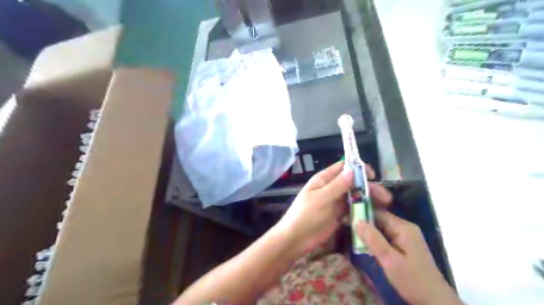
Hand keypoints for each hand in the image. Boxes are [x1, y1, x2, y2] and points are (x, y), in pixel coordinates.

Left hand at [276, 162, 391, 257]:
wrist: (296, 239)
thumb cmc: (305, 215)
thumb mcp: (321, 199)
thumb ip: (337, 185)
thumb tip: (353, 170)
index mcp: (323, 179)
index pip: (342, 167)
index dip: (358, 168)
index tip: (372, 175)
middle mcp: (331, 187)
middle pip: (352, 182)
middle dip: (367, 186)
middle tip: (383, 196)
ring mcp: (335, 201)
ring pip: (354, 195)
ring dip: (368, 197)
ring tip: (384, 204)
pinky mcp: (339, 214)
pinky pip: (353, 207)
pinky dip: (363, 208)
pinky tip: (375, 212)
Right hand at [358, 213, 462, 304]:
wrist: (435, 301)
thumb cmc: (412, 280)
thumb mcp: (389, 260)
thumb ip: (373, 240)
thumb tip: (357, 221)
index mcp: (403, 227)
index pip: (378, 213)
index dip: (363, 215)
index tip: (347, 219)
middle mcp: (405, 228)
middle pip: (380, 220)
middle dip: (365, 225)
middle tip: (348, 231)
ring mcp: (406, 237)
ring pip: (382, 229)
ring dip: (369, 234)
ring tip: (354, 239)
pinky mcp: (405, 246)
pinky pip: (386, 237)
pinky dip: (376, 241)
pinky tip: (367, 247)